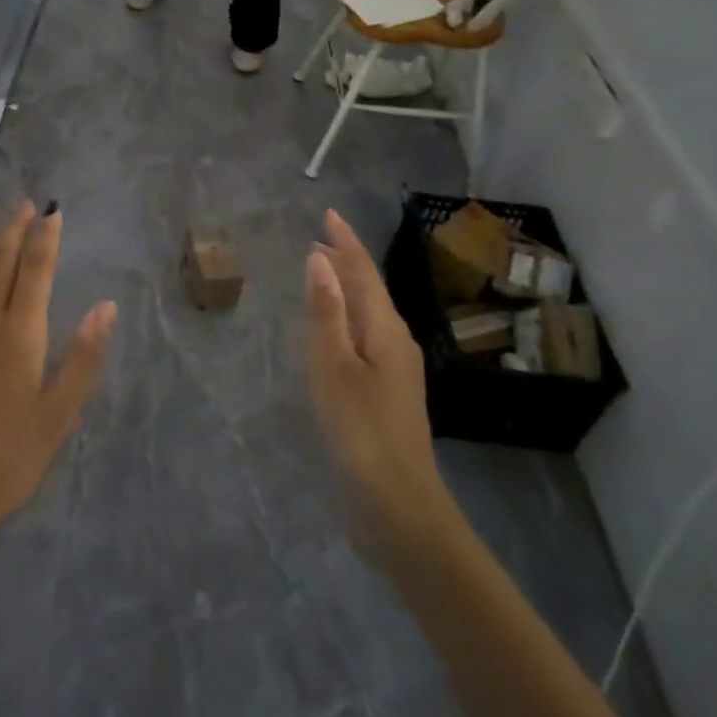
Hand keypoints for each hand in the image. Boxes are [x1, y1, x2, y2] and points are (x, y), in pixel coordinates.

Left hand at [0, 204, 114, 568]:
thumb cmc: (6, 459)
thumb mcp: (57, 415)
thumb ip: (82, 356)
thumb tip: (106, 306)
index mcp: (18, 335)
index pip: (34, 272)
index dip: (44, 239)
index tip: (52, 212)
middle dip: (14, 231)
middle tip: (25, 205)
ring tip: (1, 233)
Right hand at [304, 209, 450, 548]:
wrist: (398, 503)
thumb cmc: (360, 428)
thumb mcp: (333, 365)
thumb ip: (326, 311)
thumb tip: (319, 259)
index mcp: (385, 328)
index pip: (363, 271)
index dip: (345, 241)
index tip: (329, 214)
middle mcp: (395, 341)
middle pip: (370, 289)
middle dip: (346, 262)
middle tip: (319, 240)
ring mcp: (395, 368)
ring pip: (368, 313)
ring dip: (346, 289)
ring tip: (321, 274)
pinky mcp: (387, 392)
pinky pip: (365, 336)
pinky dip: (346, 318)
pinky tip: (333, 330)